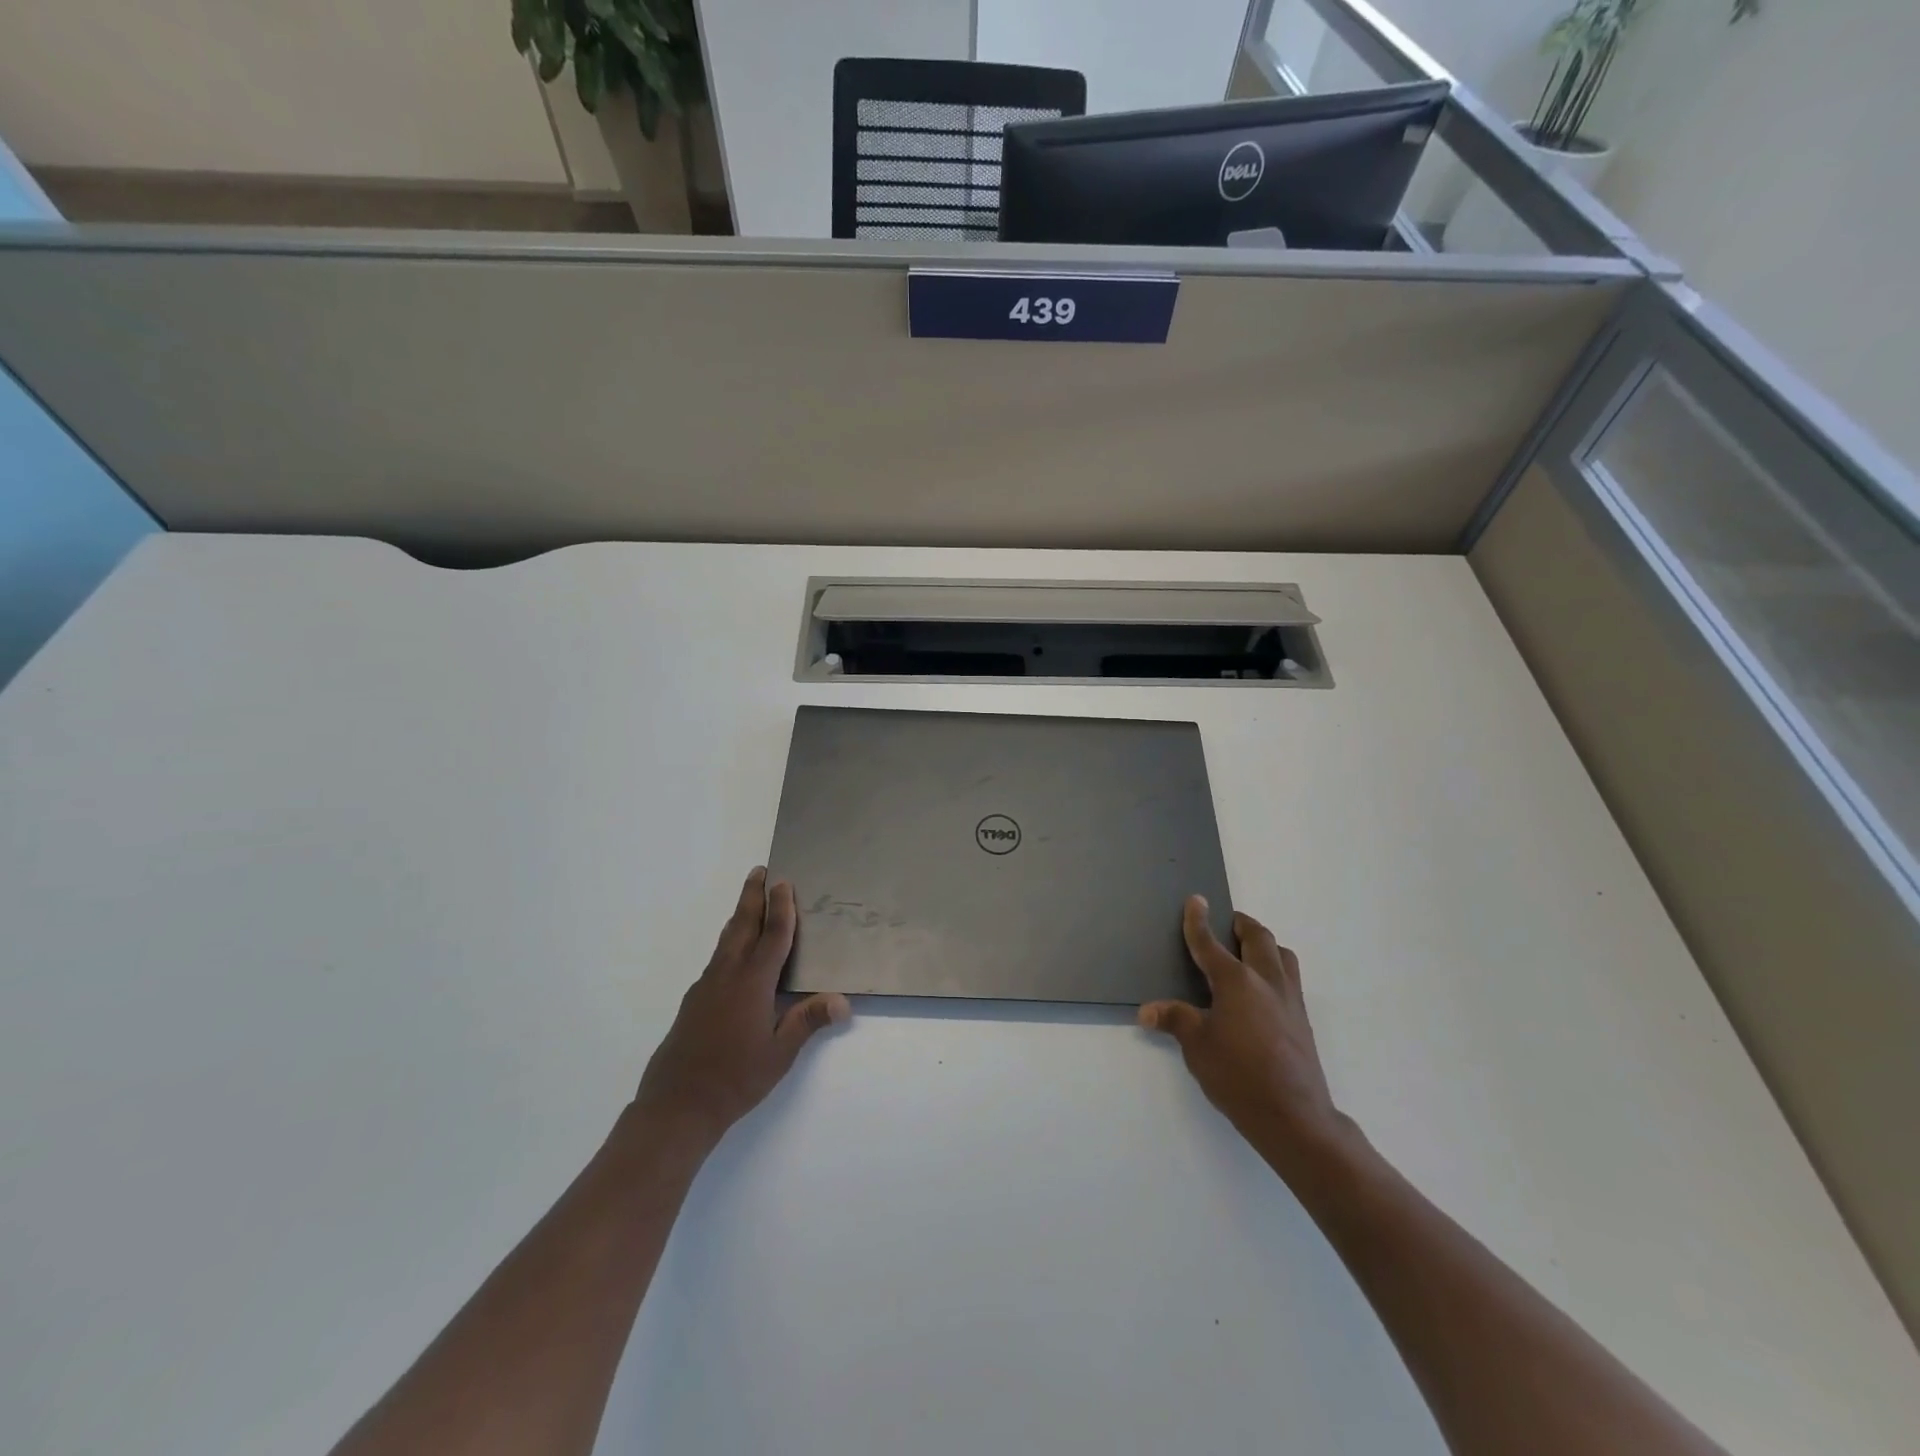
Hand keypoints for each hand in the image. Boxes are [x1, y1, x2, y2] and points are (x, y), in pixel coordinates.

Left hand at [635, 867, 850, 1150]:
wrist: (676, 1105)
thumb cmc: (735, 1079)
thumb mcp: (779, 1054)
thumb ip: (807, 1022)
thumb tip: (843, 1001)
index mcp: (752, 983)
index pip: (772, 937)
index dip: (781, 909)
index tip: (784, 882)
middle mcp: (727, 976)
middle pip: (742, 926)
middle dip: (752, 897)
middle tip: (760, 871)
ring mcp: (706, 987)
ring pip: (726, 941)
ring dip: (739, 917)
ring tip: (749, 903)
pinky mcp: (693, 1001)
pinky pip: (717, 959)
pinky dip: (730, 943)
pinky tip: (734, 956)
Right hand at [1140, 897, 1352, 1175]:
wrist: (1294, 1116)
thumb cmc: (1238, 1076)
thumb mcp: (1197, 1046)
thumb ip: (1175, 1020)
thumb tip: (1146, 1011)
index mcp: (1236, 981)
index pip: (1210, 943)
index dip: (1198, 921)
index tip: (1196, 900)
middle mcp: (1266, 981)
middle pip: (1258, 937)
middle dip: (1241, 924)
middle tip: (1228, 922)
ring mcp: (1289, 999)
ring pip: (1282, 955)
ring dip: (1265, 945)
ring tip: (1249, 951)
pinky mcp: (1302, 1019)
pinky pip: (1290, 978)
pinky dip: (1276, 969)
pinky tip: (1263, 991)